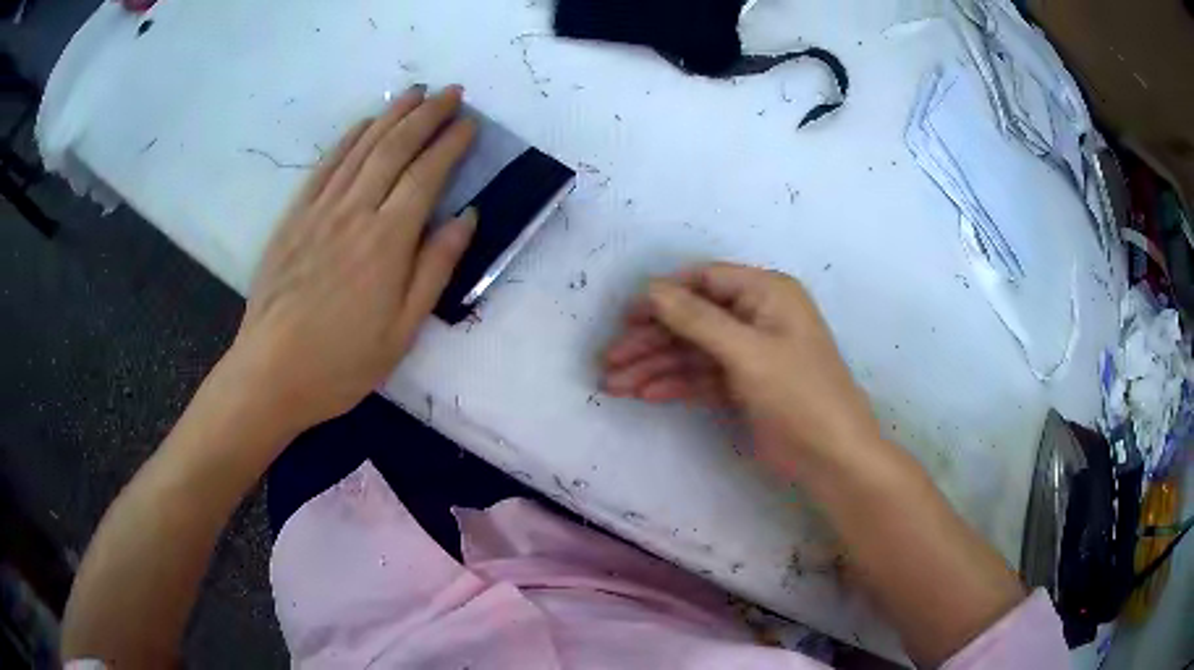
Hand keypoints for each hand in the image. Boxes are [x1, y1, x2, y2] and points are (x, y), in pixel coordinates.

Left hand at [229, 85, 475, 431]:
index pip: (426, 175)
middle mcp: (355, 212)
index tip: (470, 122)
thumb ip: (436, 269)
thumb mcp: (403, 331)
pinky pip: (325, 166)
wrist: (271, 372)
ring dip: (391, 115)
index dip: (451, 144)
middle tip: (450, 91)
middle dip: (427, 114)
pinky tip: (364, 123)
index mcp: (388, 242)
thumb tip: (466, 217)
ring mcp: (320, 210)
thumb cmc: (342, 362)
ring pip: (362, 148)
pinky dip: (348, 138)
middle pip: (396, 148)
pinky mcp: (294, 217)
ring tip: (414, 92)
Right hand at [602, 263, 880, 481]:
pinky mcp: (743, 384)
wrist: (831, 456)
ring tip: (615, 385)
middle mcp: (756, 315)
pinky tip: (646, 395)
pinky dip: (674, 384)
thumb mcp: (747, 352)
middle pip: (692, 318)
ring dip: (654, 365)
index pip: (703, 281)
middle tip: (609, 360)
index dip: (662, 296)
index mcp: (766, 293)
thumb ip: (697, 319)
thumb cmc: (798, 394)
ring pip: (692, 350)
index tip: (624, 317)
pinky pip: (701, 376)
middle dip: (650, 339)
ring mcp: (749, 352)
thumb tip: (651, 288)